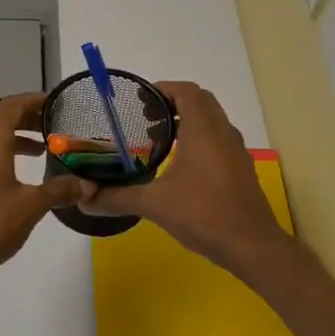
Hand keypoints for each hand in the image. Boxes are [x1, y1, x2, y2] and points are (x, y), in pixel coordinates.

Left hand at [0, 93, 83, 290]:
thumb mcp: (30, 206)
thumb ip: (59, 190)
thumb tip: (84, 184)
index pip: (13, 105)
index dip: (35, 101)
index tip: (58, 104)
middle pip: (1, 118)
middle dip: (29, 118)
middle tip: (57, 125)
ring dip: (16, 137)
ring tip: (44, 148)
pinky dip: (4, 152)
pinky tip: (21, 173)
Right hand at [78, 81, 296, 273]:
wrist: (252, 246)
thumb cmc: (203, 214)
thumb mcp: (153, 204)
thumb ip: (116, 198)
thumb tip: (82, 199)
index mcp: (203, 131)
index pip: (186, 92)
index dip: (162, 89)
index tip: (139, 100)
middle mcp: (223, 133)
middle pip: (200, 101)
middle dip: (172, 103)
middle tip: (144, 118)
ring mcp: (235, 151)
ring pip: (211, 120)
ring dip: (186, 120)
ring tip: (157, 139)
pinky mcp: (239, 169)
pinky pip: (217, 138)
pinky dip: (197, 138)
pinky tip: (178, 164)